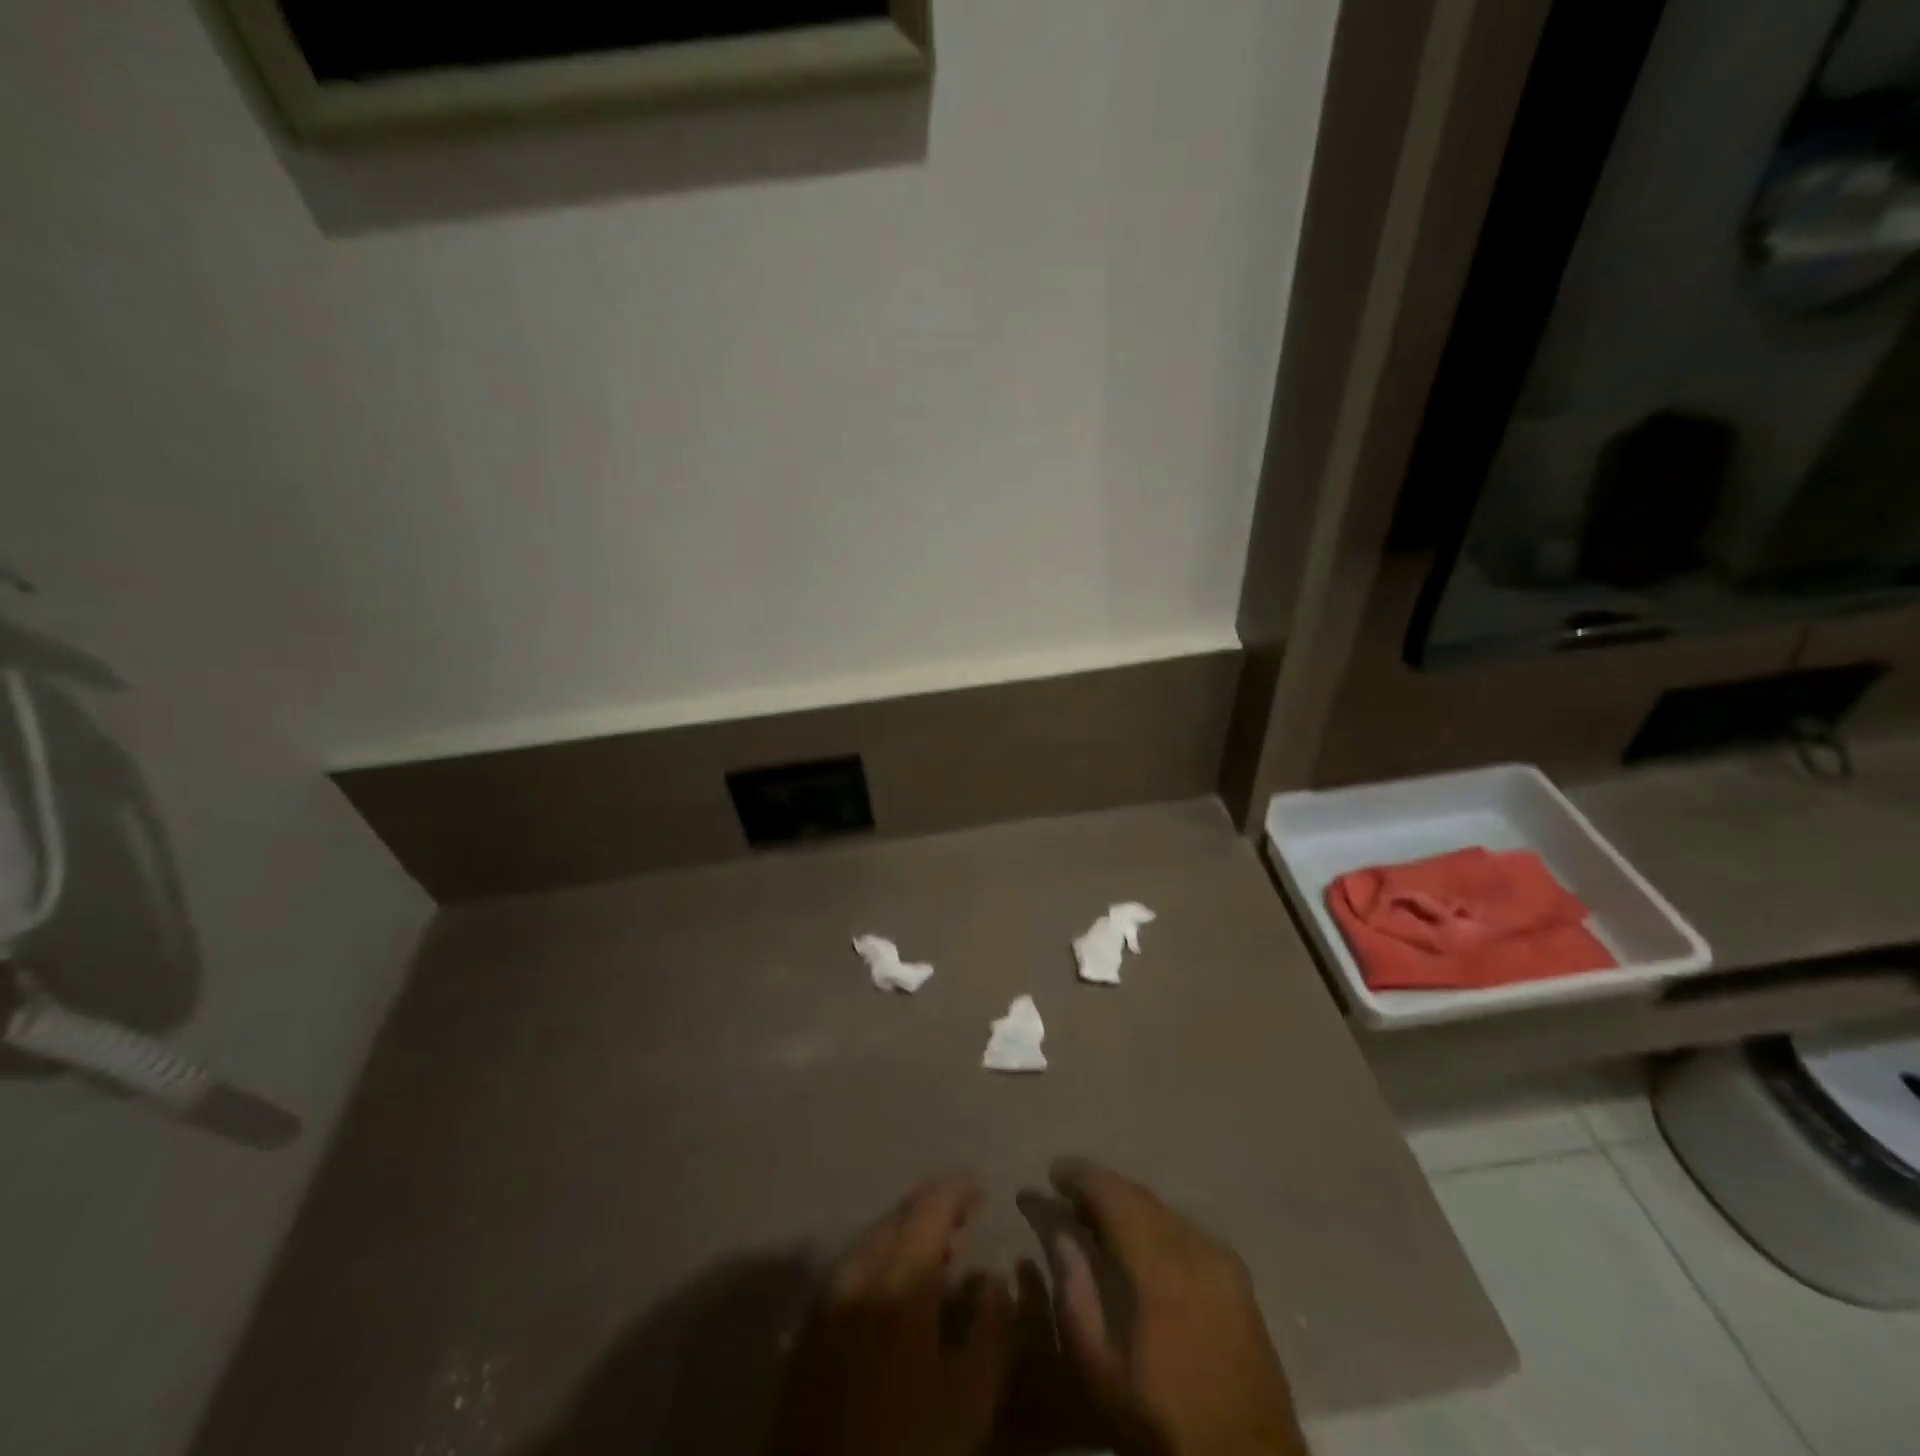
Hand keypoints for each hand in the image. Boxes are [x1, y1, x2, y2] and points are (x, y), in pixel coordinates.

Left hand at [768, 1174, 1014, 1455]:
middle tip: (965, 1224)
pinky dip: (882, 1263)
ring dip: (907, 1238)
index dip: (957, 1190)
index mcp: (896, 1277)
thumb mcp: (969, 1399)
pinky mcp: (808, 1328)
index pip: (929, 1206)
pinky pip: (852, 1271)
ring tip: (939, 1258)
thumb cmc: (908, 1447)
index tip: (982, 1189)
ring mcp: (825, 1298)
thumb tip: (995, 1277)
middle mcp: (856, 1272)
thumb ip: (991, 1327)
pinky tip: (898, 1293)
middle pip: (897, 1218)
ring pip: (872, 1242)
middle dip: (933, 1212)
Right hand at [1041, 1159, 1304, 1455]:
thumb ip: (1074, 1291)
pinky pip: (1186, 1232)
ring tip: (1096, 1220)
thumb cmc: (1162, 1424)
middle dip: (1101, 1189)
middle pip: (1140, 1196)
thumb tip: (1058, 1231)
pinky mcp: (1239, 1280)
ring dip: (1128, 1206)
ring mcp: (1224, 1262)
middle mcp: (1197, 1248)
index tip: (1052, 1173)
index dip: (1081, 1176)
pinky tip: (1137, 1246)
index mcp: (1162, 1267)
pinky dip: (1154, 1226)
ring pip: (1164, 1211)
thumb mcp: (1100, 1369)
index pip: (1115, 1195)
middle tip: (1066, 1197)